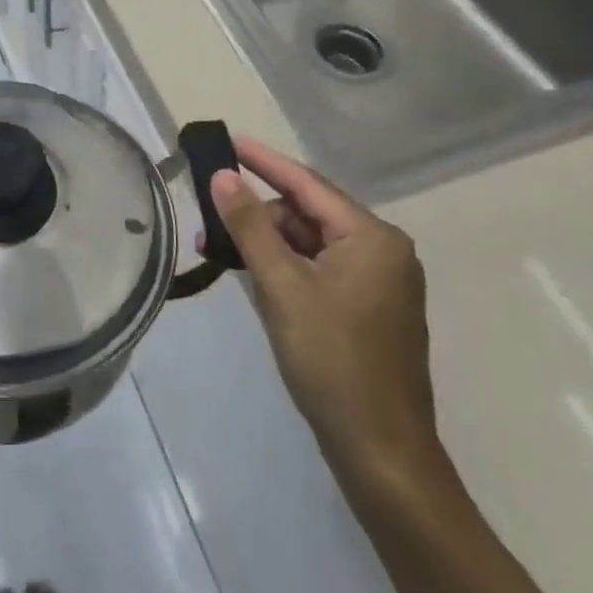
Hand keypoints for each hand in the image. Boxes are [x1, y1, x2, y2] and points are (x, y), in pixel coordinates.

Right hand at [210, 138, 439, 489]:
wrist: (381, 451)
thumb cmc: (331, 360)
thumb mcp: (282, 286)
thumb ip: (250, 225)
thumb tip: (223, 176)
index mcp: (372, 238)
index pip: (306, 183)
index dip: (263, 160)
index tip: (227, 140)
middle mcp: (383, 251)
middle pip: (308, 214)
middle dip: (258, 214)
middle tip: (209, 219)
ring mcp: (380, 282)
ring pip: (311, 243)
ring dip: (267, 243)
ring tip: (220, 252)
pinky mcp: (370, 309)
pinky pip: (320, 269)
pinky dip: (285, 267)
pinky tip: (252, 274)